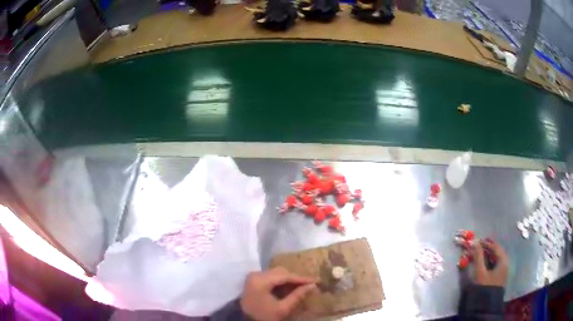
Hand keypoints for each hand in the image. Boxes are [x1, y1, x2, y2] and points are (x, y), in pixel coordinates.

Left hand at [240, 267, 316, 320]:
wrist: (244, 320)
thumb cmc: (264, 316)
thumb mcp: (282, 308)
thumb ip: (297, 296)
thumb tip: (312, 286)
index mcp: (261, 281)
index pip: (285, 276)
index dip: (301, 278)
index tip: (315, 280)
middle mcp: (256, 274)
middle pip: (280, 272)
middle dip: (295, 278)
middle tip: (309, 284)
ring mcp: (253, 276)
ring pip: (276, 273)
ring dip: (288, 279)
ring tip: (301, 286)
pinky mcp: (253, 280)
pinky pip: (270, 276)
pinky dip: (280, 281)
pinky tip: (289, 287)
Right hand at [472, 239, 508, 286]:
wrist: (485, 307)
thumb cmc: (484, 287)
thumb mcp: (480, 272)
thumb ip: (478, 256)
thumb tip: (475, 242)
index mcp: (503, 261)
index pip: (496, 247)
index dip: (487, 243)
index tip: (478, 241)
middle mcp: (505, 264)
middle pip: (497, 253)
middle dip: (488, 249)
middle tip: (479, 246)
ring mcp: (502, 272)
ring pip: (496, 260)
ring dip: (488, 256)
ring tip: (480, 254)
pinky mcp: (498, 279)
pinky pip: (495, 266)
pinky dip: (489, 262)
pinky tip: (483, 264)